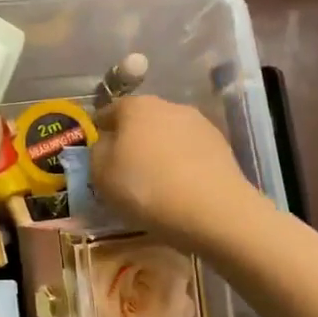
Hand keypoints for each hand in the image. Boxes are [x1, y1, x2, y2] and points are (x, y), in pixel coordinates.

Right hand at [90, 95, 261, 250]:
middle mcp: (168, 105)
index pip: (108, 112)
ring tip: (155, 183)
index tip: (96, 157)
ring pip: (167, 136)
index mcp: (135, 106)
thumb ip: (96, 152)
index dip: (99, 133)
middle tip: (124, 172)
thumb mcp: (101, 174)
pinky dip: (181, 164)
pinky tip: (179, 188)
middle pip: (140, 121)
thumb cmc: (145, 188)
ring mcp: (199, 124)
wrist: (213, 211)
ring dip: (158, 152)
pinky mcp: (221, 146)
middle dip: (131, 141)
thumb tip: (105, 143)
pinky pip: (190, 152)